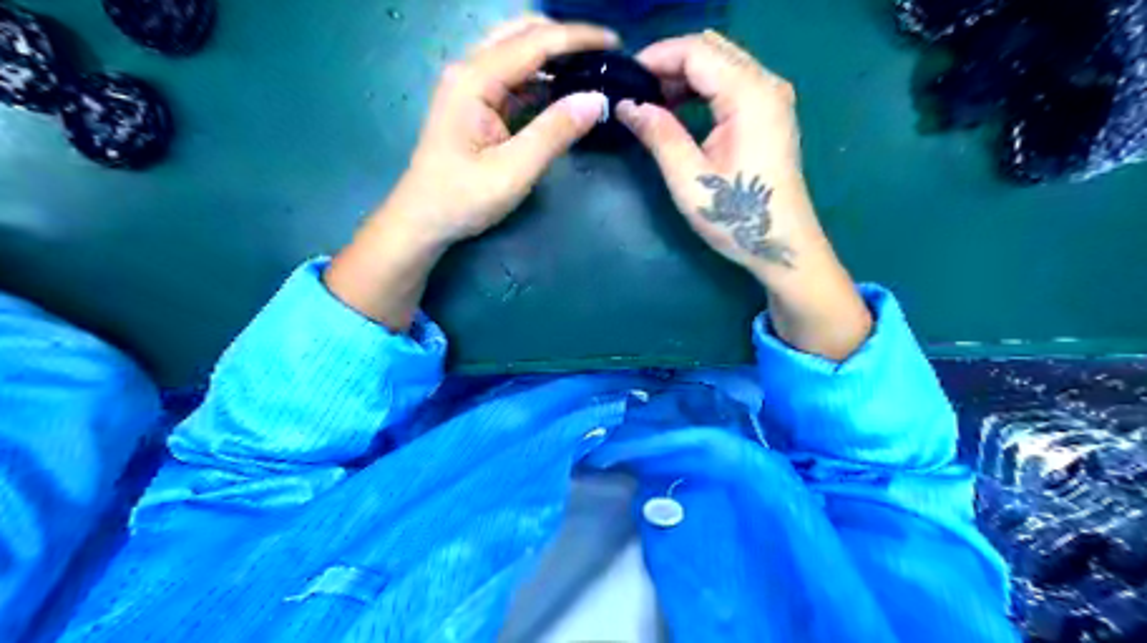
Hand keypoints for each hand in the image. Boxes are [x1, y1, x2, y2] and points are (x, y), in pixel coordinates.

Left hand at [379, 15, 618, 248]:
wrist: (422, 221)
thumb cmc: (462, 198)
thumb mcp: (514, 170)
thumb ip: (555, 132)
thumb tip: (597, 99)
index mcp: (475, 79)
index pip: (534, 42)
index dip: (578, 38)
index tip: (615, 42)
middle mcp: (470, 71)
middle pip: (522, 33)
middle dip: (564, 39)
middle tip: (603, 56)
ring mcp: (470, 86)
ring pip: (517, 53)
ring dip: (553, 56)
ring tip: (590, 70)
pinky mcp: (475, 104)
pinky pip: (513, 78)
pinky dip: (541, 79)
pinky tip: (563, 91)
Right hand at [623, 29, 874, 360]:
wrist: (782, 244)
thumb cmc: (736, 216)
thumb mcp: (689, 178)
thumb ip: (658, 134)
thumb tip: (626, 105)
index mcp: (749, 95)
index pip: (696, 51)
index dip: (656, 57)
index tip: (623, 79)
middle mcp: (766, 84)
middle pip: (711, 49)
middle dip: (669, 63)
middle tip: (636, 92)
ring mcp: (773, 97)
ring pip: (722, 62)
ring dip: (685, 74)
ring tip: (652, 103)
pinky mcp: (771, 112)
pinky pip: (732, 81)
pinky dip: (703, 87)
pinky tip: (681, 109)